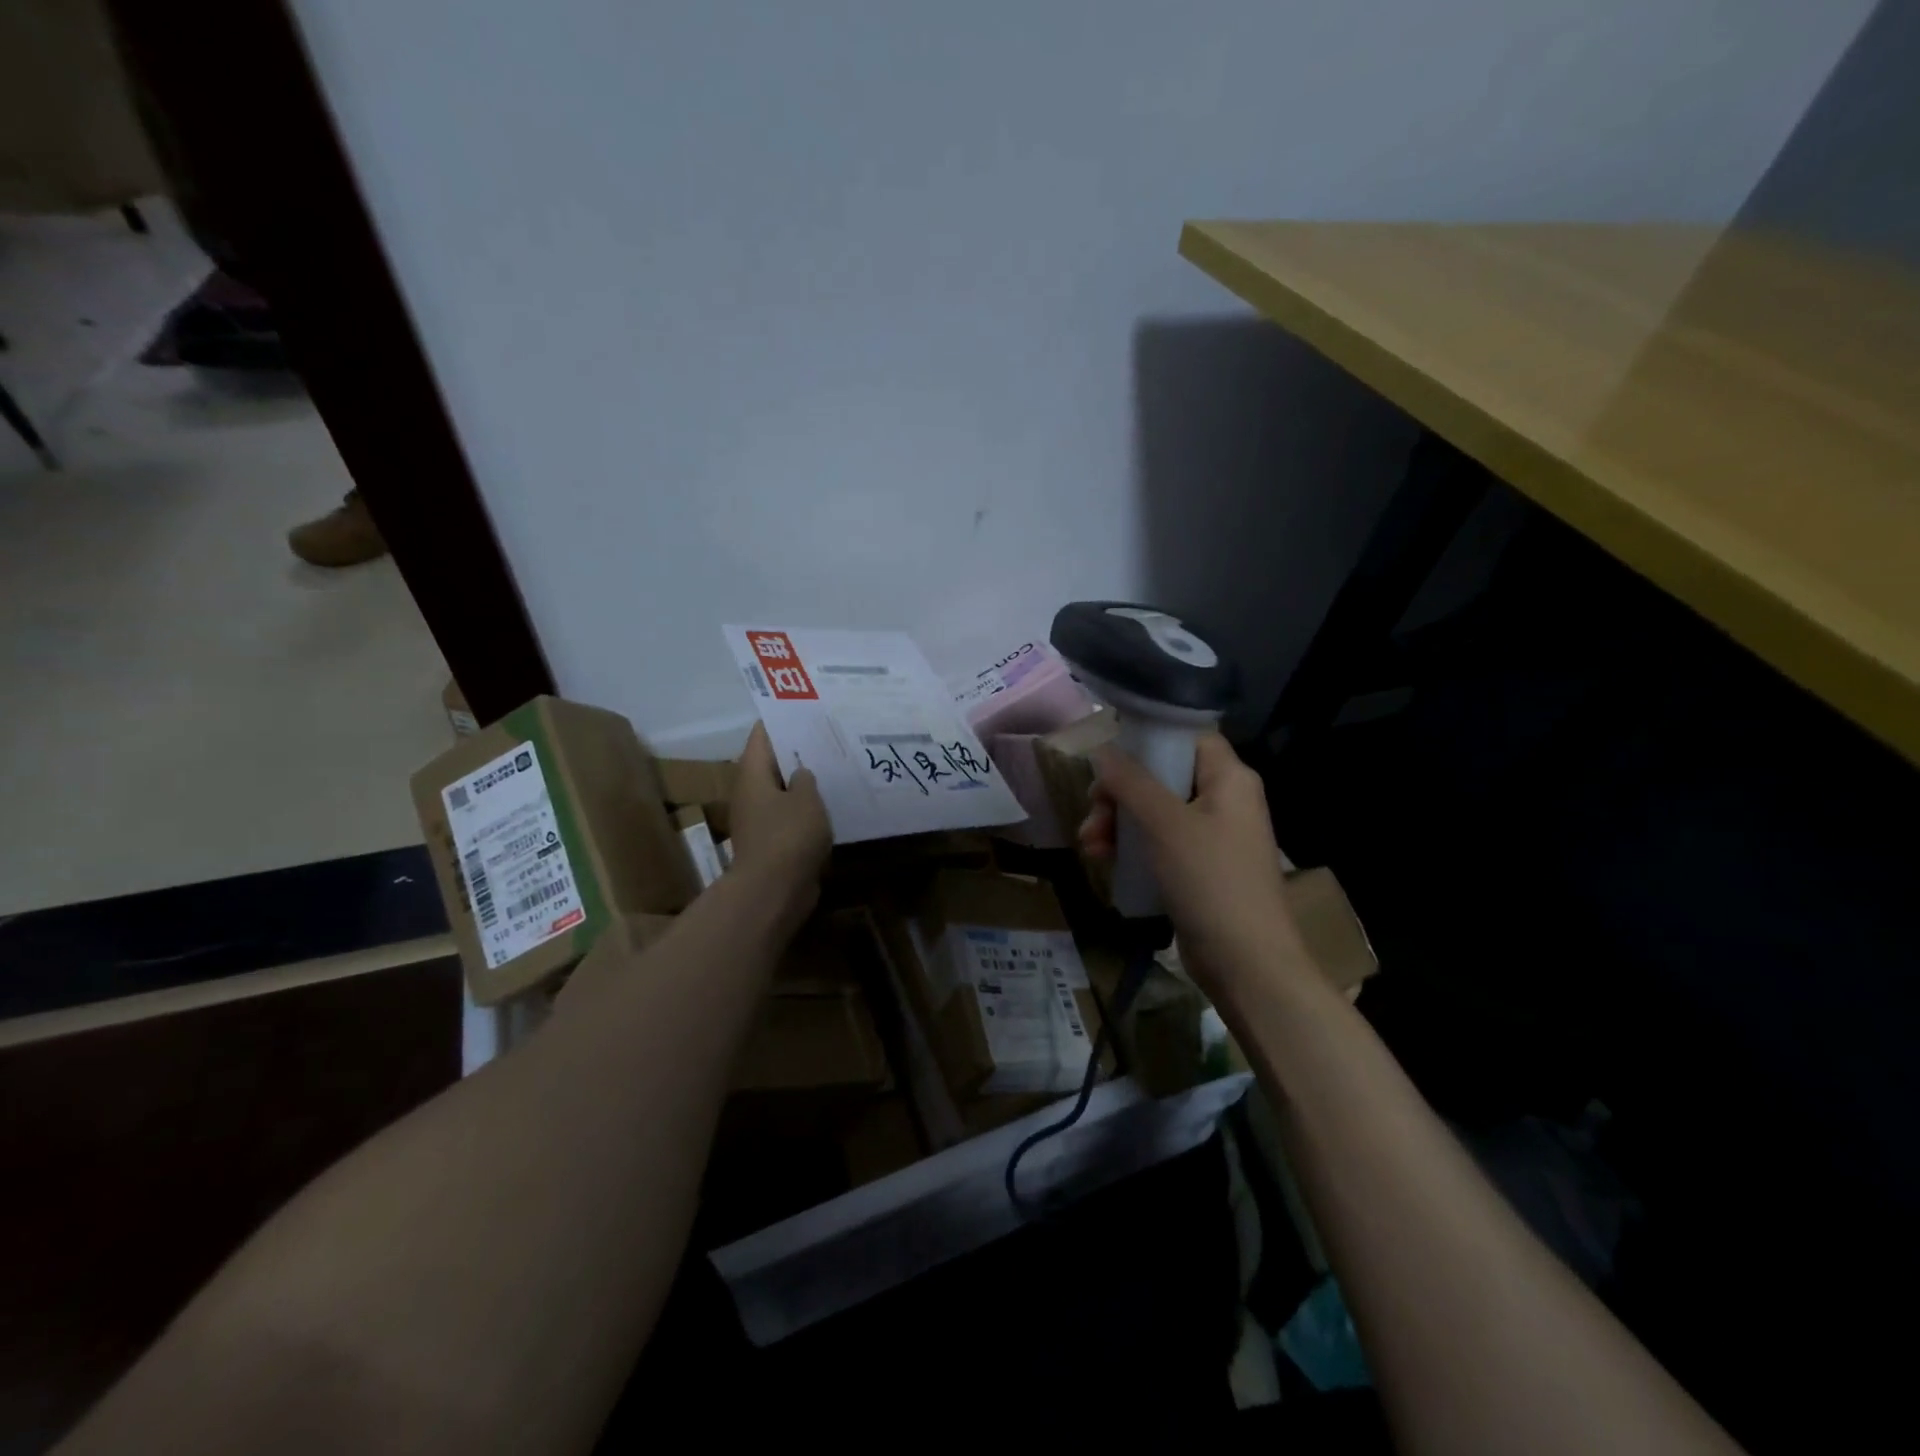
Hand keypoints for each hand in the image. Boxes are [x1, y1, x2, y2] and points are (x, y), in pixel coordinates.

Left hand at [726, 723, 830, 929]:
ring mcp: (759, 820)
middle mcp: (750, 793)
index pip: (762, 735)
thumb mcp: (806, 798)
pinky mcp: (772, 842)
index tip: (807, 710)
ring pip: (783, 791)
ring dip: (804, 782)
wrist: (774, 891)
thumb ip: (806, 779)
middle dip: (798, 751)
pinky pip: (791, 816)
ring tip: (835, 767)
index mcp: (752, 774)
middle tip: (829, 737)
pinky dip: (807, 809)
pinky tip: (832, 804)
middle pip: (772, 762)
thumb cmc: (788, 836)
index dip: (782, 719)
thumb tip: (801, 774)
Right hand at [1079, 733, 1306, 1000]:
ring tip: (1090, 846)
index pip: (1187, 737)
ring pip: (1156, 811)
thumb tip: (1102, 750)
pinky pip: (1161, 842)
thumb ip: (1131, 782)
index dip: (1147, 741)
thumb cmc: (1210, 880)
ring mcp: (1214, 836)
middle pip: (1163, 776)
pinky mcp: (1201, 868)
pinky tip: (1104, 861)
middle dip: (1120, 793)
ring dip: (1119, 823)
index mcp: (1230, 778)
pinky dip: (1133, 846)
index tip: (1108, 760)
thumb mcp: (1164, 824)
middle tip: (1093, 813)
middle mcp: (1225, 800)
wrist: (1247, 963)